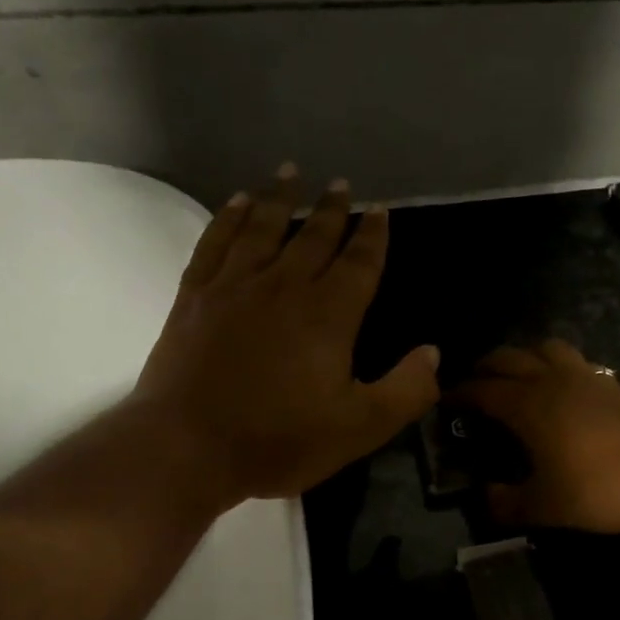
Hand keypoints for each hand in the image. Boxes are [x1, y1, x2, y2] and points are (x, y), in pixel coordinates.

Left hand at [135, 167, 439, 510]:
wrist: (187, 448)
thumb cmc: (279, 439)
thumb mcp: (360, 427)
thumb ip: (406, 390)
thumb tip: (433, 353)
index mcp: (329, 314)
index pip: (359, 263)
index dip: (373, 236)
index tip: (380, 211)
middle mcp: (284, 287)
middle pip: (314, 236)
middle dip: (332, 209)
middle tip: (341, 184)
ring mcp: (235, 286)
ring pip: (263, 228)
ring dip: (280, 198)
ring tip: (291, 172)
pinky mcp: (195, 296)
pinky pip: (216, 242)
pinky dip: (229, 218)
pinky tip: (238, 202)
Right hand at [455, 339, 619, 535]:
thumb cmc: (595, 491)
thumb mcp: (542, 507)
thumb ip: (506, 502)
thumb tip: (486, 497)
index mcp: (527, 404)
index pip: (482, 390)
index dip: (459, 393)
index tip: (444, 400)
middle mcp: (551, 379)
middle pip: (509, 357)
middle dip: (485, 367)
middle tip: (473, 384)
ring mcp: (583, 376)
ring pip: (544, 346)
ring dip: (524, 355)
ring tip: (517, 376)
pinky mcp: (609, 382)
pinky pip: (573, 359)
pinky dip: (555, 363)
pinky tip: (559, 387)